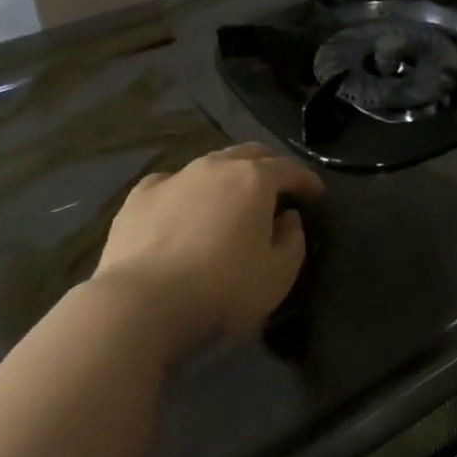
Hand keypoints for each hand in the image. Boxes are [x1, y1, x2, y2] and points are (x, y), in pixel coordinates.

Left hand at [91, 143, 323, 349]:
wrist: (141, 302)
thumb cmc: (222, 289)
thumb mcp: (278, 275)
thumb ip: (293, 241)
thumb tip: (287, 218)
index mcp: (254, 180)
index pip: (289, 168)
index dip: (307, 179)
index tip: (316, 194)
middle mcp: (215, 167)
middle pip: (249, 154)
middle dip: (269, 166)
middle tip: (278, 188)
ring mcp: (174, 177)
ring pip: (210, 164)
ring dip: (228, 176)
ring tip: (231, 199)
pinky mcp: (140, 196)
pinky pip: (172, 183)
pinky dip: (187, 191)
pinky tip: (183, 209)